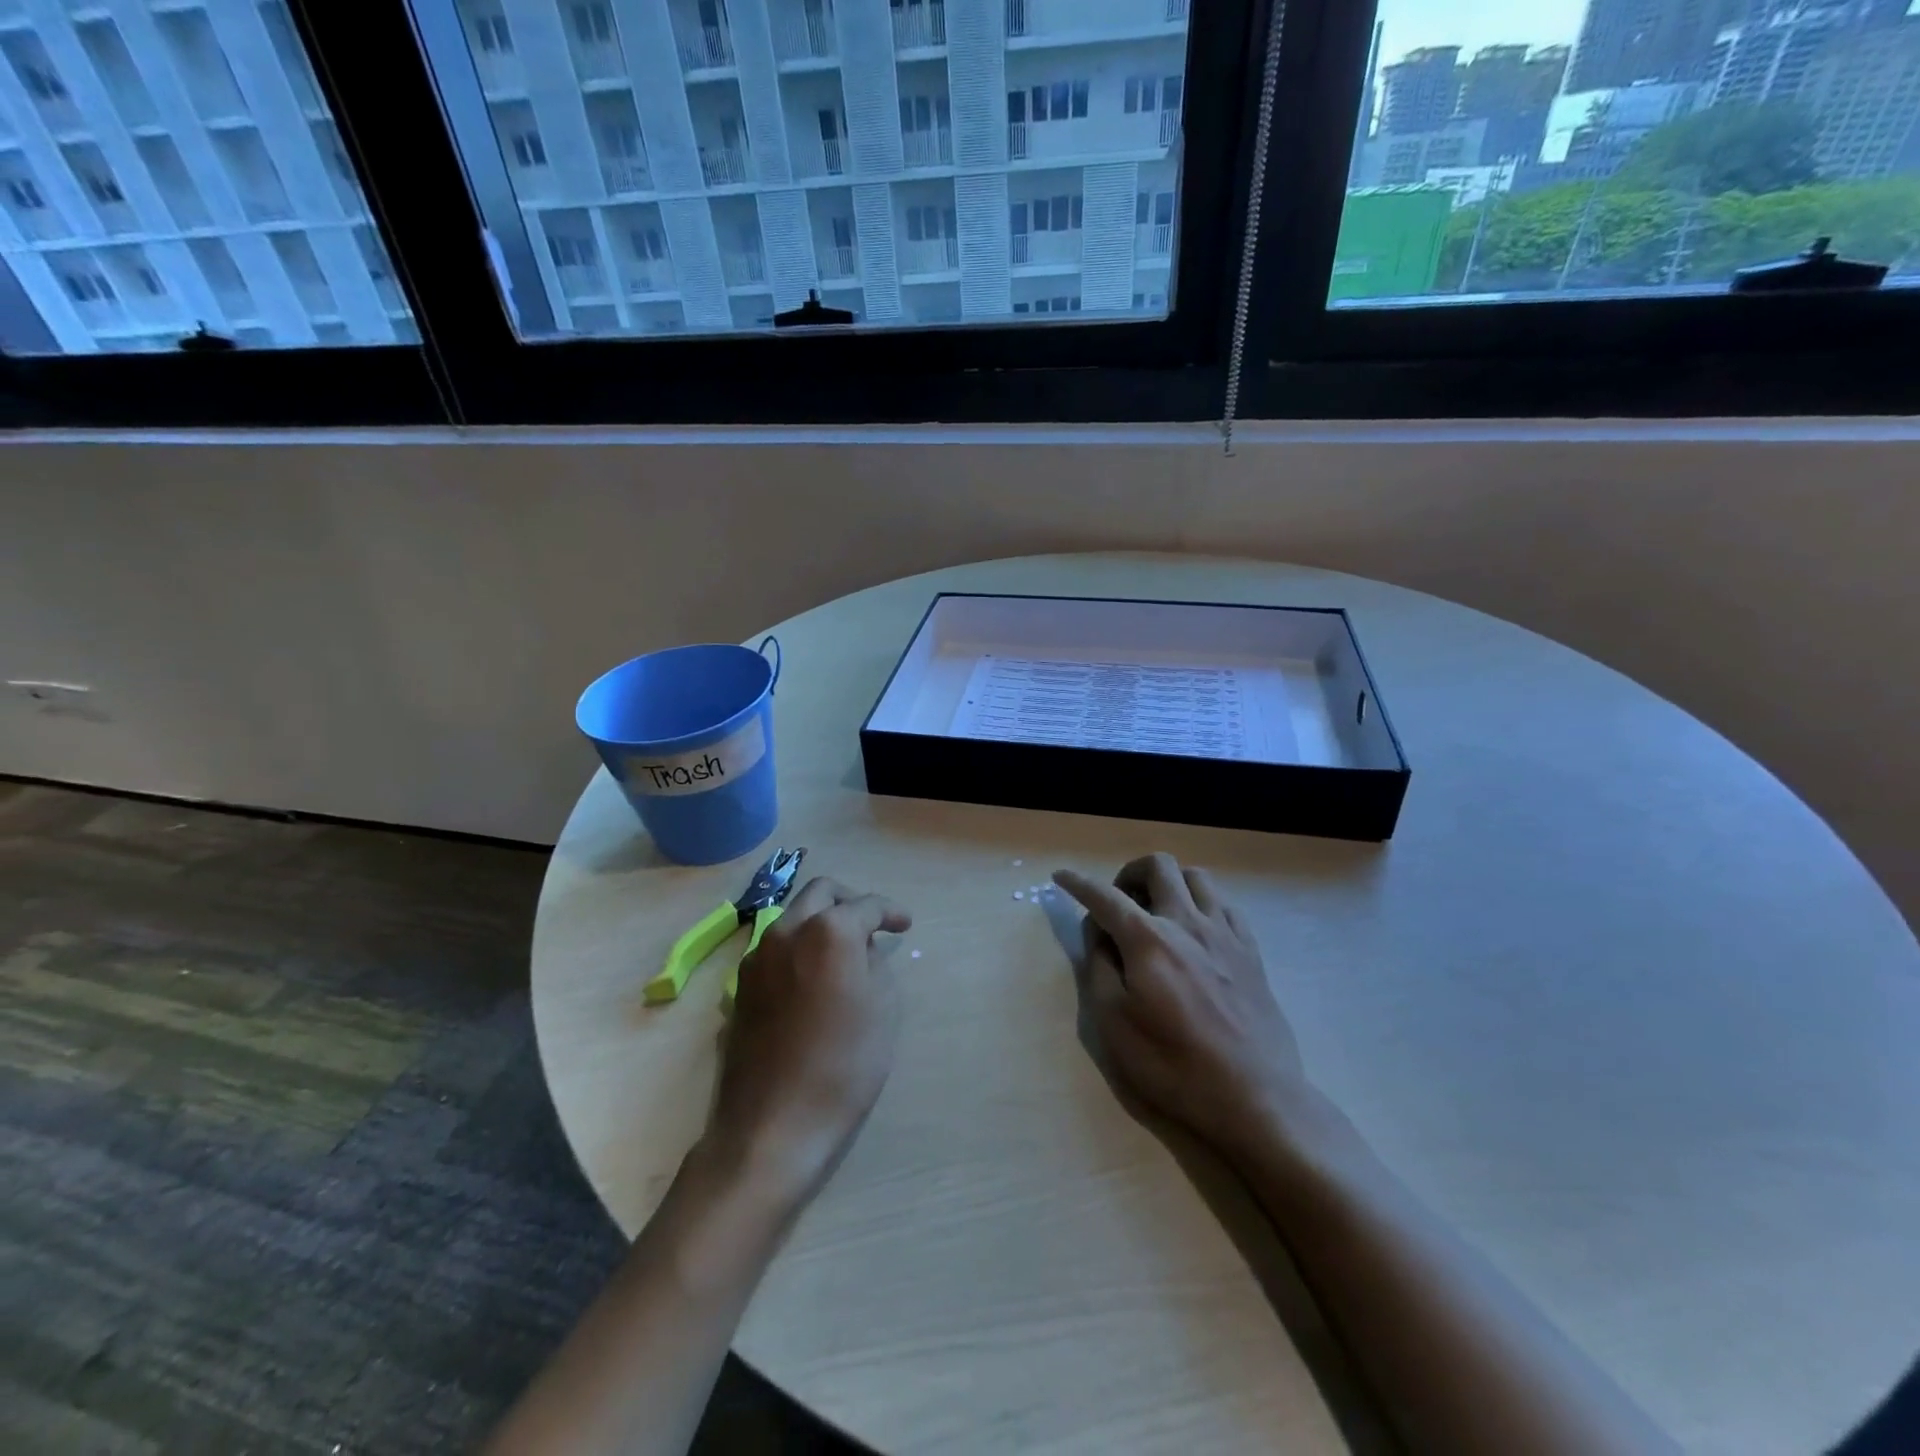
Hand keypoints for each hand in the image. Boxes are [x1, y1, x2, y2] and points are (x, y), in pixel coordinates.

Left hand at [706, 876, 912, 1200]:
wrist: (772, 1125)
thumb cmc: (843, 1066)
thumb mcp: (884, 1010)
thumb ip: (876, 964)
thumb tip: (862, 950)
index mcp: (828, 931)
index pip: (866, 905)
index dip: (890, 911)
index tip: (904, 925)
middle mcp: (787, 930)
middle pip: (821, 892)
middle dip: (850, 901)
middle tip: (872, 925)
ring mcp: (756, 956)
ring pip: (793, 916)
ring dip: (820, 921)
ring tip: (843, 953)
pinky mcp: (740, 985)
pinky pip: (775, 947)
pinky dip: (798, 947)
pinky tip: (812, 979)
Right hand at [1054, 854, 1308, 1160]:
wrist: (1254, 1098)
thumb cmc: (1173, 1065)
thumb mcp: (1114, 1023)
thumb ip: (1099, 966)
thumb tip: (1098, 931)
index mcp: (1149, 940)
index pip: (1105, 896)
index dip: (1078, 883)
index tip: (1061, 876)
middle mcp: (1188, 922)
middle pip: (1158, 866)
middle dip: (1129, 872)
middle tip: (1118, 902)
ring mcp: (1225, 934)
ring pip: (1195, 876)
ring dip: (1168, 882)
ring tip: (1156, 911)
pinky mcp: (1251, 951)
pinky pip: (1224, 903)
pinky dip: (1201, 902)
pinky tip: (1194, 929)